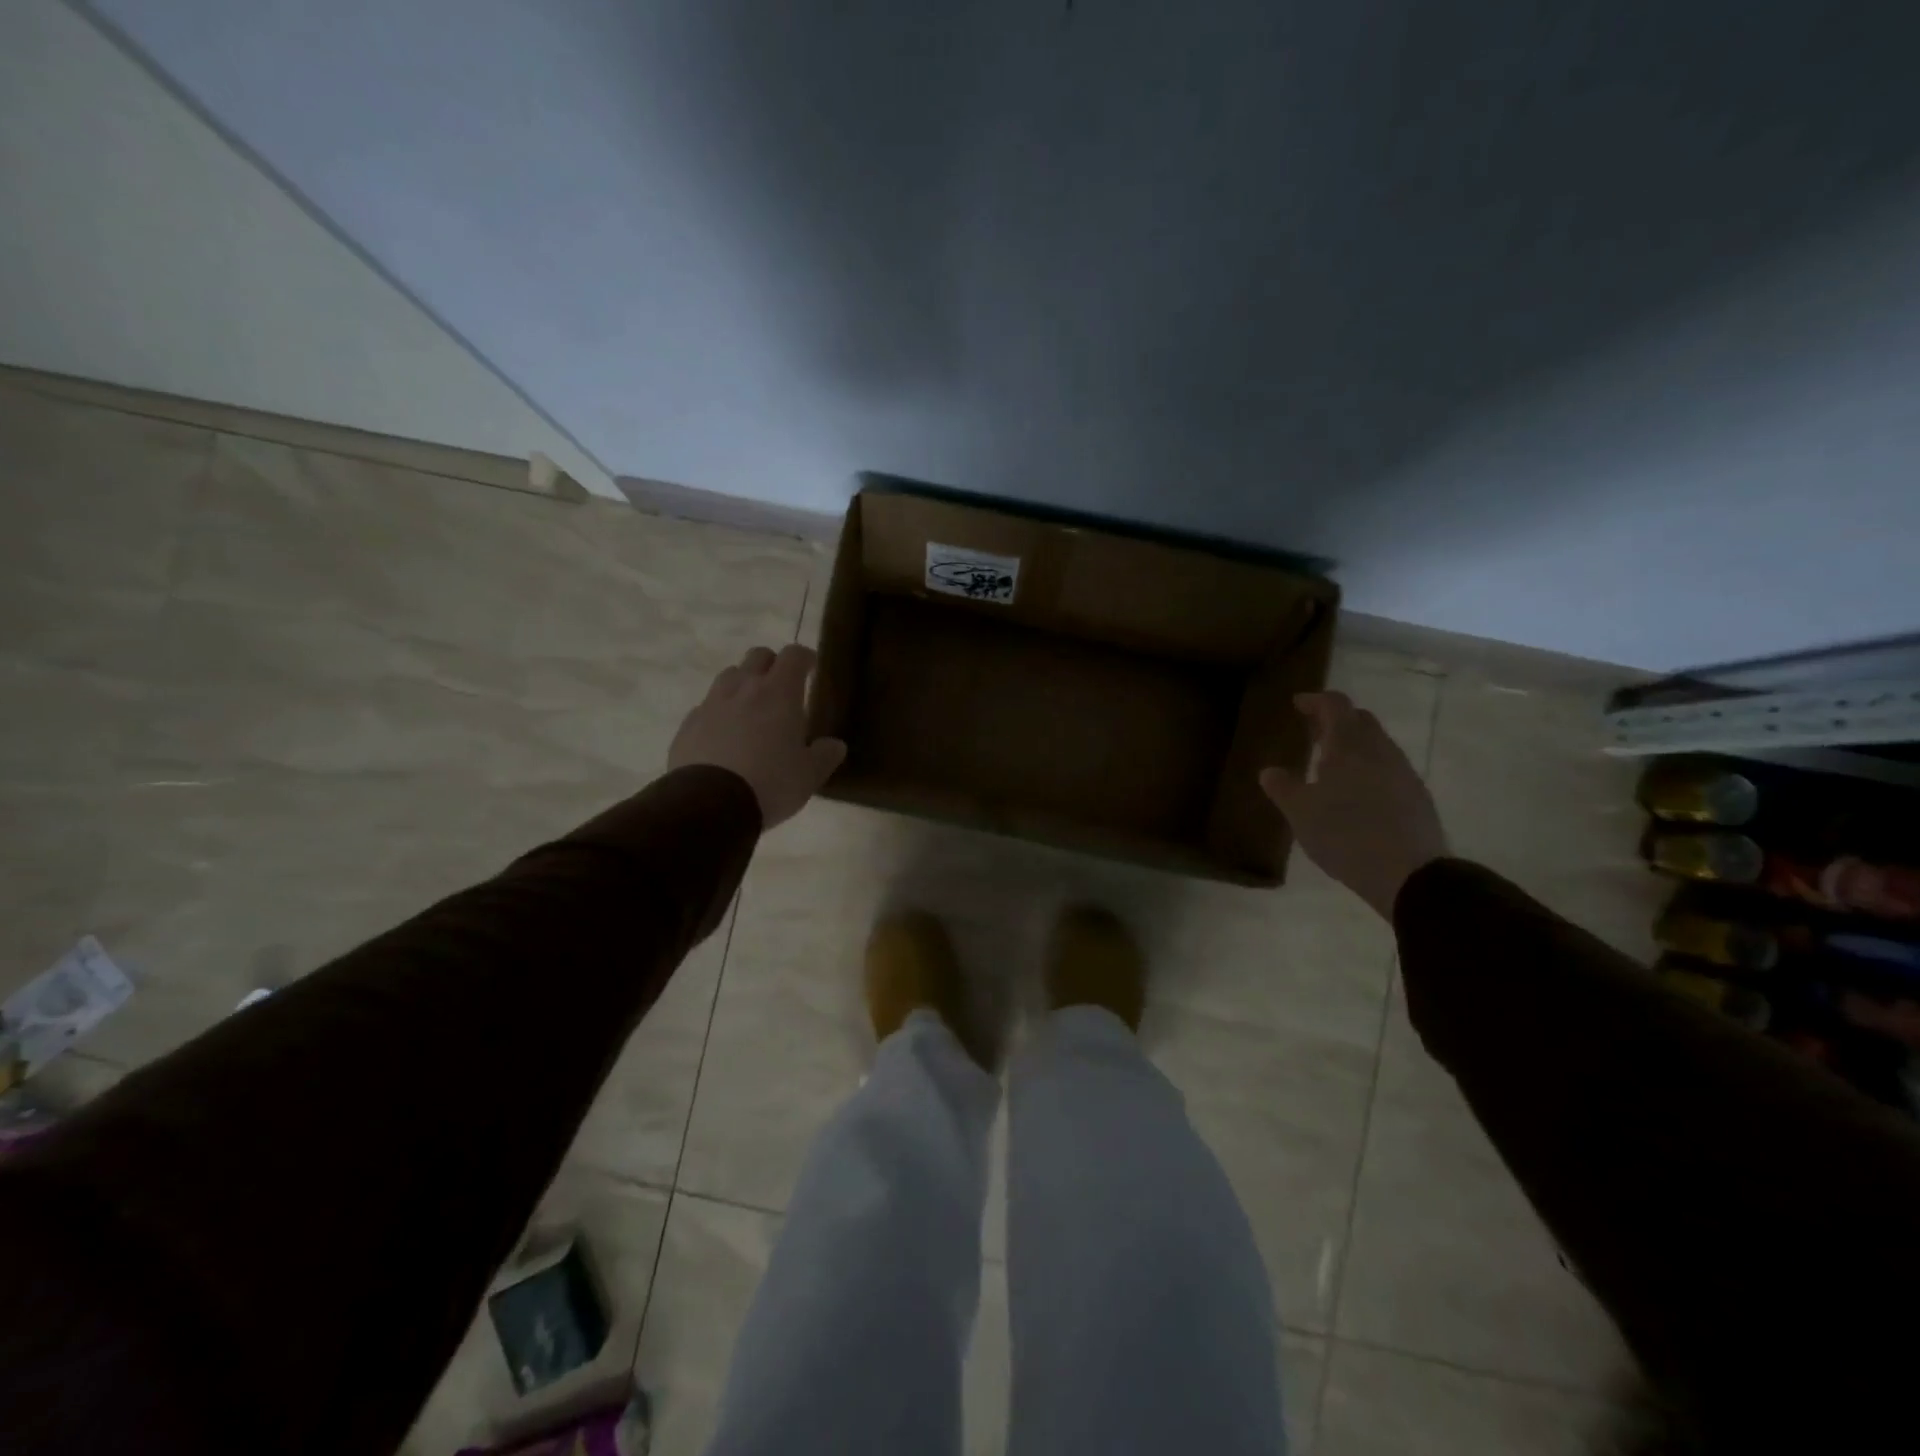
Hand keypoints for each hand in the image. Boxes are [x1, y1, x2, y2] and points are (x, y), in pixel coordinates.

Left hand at [668, 644, 846, 829]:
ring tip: (751, 711)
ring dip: (743, 684)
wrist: (709, 803)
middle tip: (782, 688)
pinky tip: (724, 736)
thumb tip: (836, 745)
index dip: (804, 658)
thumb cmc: (770, 783)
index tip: (811, 668)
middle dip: (772, 665)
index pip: (793, 655)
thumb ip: (825, 756)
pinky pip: (706, 707)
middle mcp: (744, 688)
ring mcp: (712, 704)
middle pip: (757, 656)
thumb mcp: (809, 776)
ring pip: (729, 677)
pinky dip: (719, 712)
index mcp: (779, 693)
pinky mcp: (688, 724)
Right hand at [1259, 691, 1448, 919]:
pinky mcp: (1417, 797)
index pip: (1335, 706)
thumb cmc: (1345, 835)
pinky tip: (1358, 793)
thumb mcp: (1300, 813)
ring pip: (1377, 744)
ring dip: (1355, 745)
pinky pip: (1389, 768)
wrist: (1409, 874)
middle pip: (1360, 720)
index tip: (1298, 704)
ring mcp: (1403, 773)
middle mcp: (1379, 750)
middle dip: (1336, 720)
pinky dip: (1370, 768)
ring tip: (1333, 764)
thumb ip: (1283, 788)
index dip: (1316, 700)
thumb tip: (1270, 771)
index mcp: (1348, 746)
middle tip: (1313, 732)